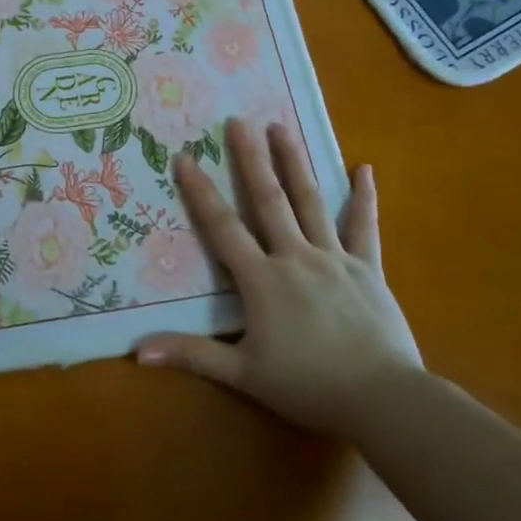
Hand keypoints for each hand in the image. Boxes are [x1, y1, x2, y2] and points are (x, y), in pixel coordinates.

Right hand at [133, 119, 422, 435]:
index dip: (200, 192)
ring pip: (311, 202)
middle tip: (239, 121)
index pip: (223, 227)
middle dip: (250, 159)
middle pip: (268, 200)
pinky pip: (363, 228)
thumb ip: (191, 354)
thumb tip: (136, 351)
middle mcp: (296, 257)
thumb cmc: (308, 386)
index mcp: (262, 279)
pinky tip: (365, 169)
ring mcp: (335, 259)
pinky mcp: (368, 269)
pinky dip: (363, 198)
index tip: (185, 157)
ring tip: (281, 128)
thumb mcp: (243, 373)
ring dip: (294, 162)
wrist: (383, 399)